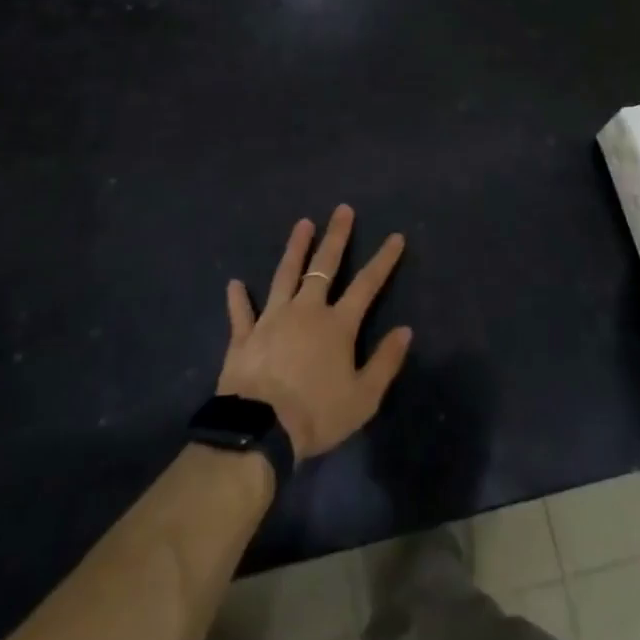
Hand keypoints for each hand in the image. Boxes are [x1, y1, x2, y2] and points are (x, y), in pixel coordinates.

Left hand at [217, 205, 413, 460]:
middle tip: (342, 210)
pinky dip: (238, 298)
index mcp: (337, 325)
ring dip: (295, 249)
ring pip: (285, 275)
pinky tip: (234, 283)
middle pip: (323, 267)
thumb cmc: (317, 414)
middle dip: (336, 237)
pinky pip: (242, 312)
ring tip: (302, 224)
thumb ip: (385, 361)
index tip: (395, 236)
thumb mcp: (364, 397)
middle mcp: (306, 311)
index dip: (383, 260)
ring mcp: (272, 319)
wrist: (260, 430)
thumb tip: (405, 330)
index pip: (367, 284)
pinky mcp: (245, 335)